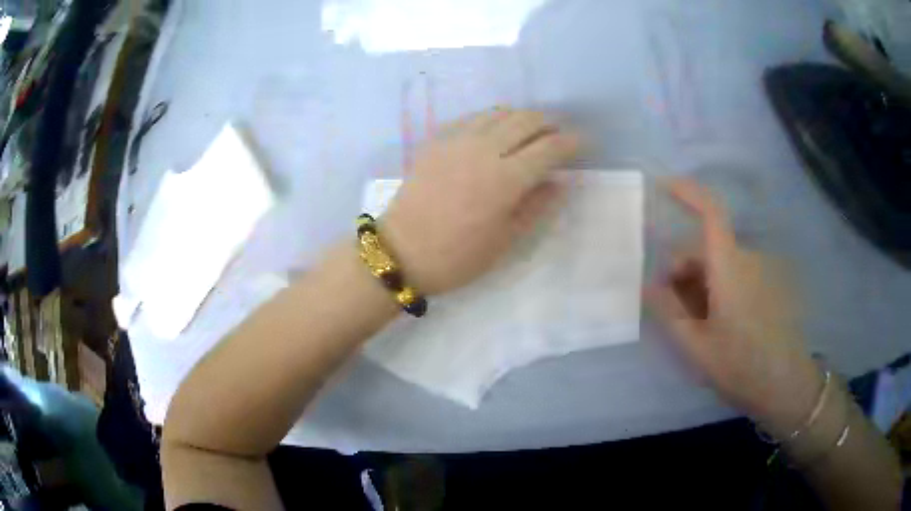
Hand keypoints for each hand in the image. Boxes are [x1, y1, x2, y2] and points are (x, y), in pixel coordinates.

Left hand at [380, 108, 580, 294]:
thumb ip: (537, 206)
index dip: (572, 142)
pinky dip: (492, 119)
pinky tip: (495, 131)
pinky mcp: (436, 140)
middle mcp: (484, 149)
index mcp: (506, 178)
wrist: (401, 251)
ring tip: (530, 131)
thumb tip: (561, 182)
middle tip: (558, 135)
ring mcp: (457, 140)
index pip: (549, 147)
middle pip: (526, 120)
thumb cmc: (458, 256)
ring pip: (499, 113)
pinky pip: (472, 118)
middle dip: (550, 123)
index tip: (584, 142)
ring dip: (522, 117)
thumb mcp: (506, 240)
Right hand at [646, 179, 821, 433]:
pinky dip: (715, 288)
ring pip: (718, 263)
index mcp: (729, 267)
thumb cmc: (741, 367)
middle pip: (705, 246)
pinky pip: (733, 274)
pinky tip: (713, 322)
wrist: (784, 386)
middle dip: (680, 267)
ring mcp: (758, 272)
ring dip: (697, 283)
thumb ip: (668, 312)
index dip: (686, 192)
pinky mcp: (765, 285)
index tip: (661, 187)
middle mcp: (746, 260)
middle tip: (666, 306)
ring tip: (691, 324)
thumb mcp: (696, 346)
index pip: (711, 212)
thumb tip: (644, 284)